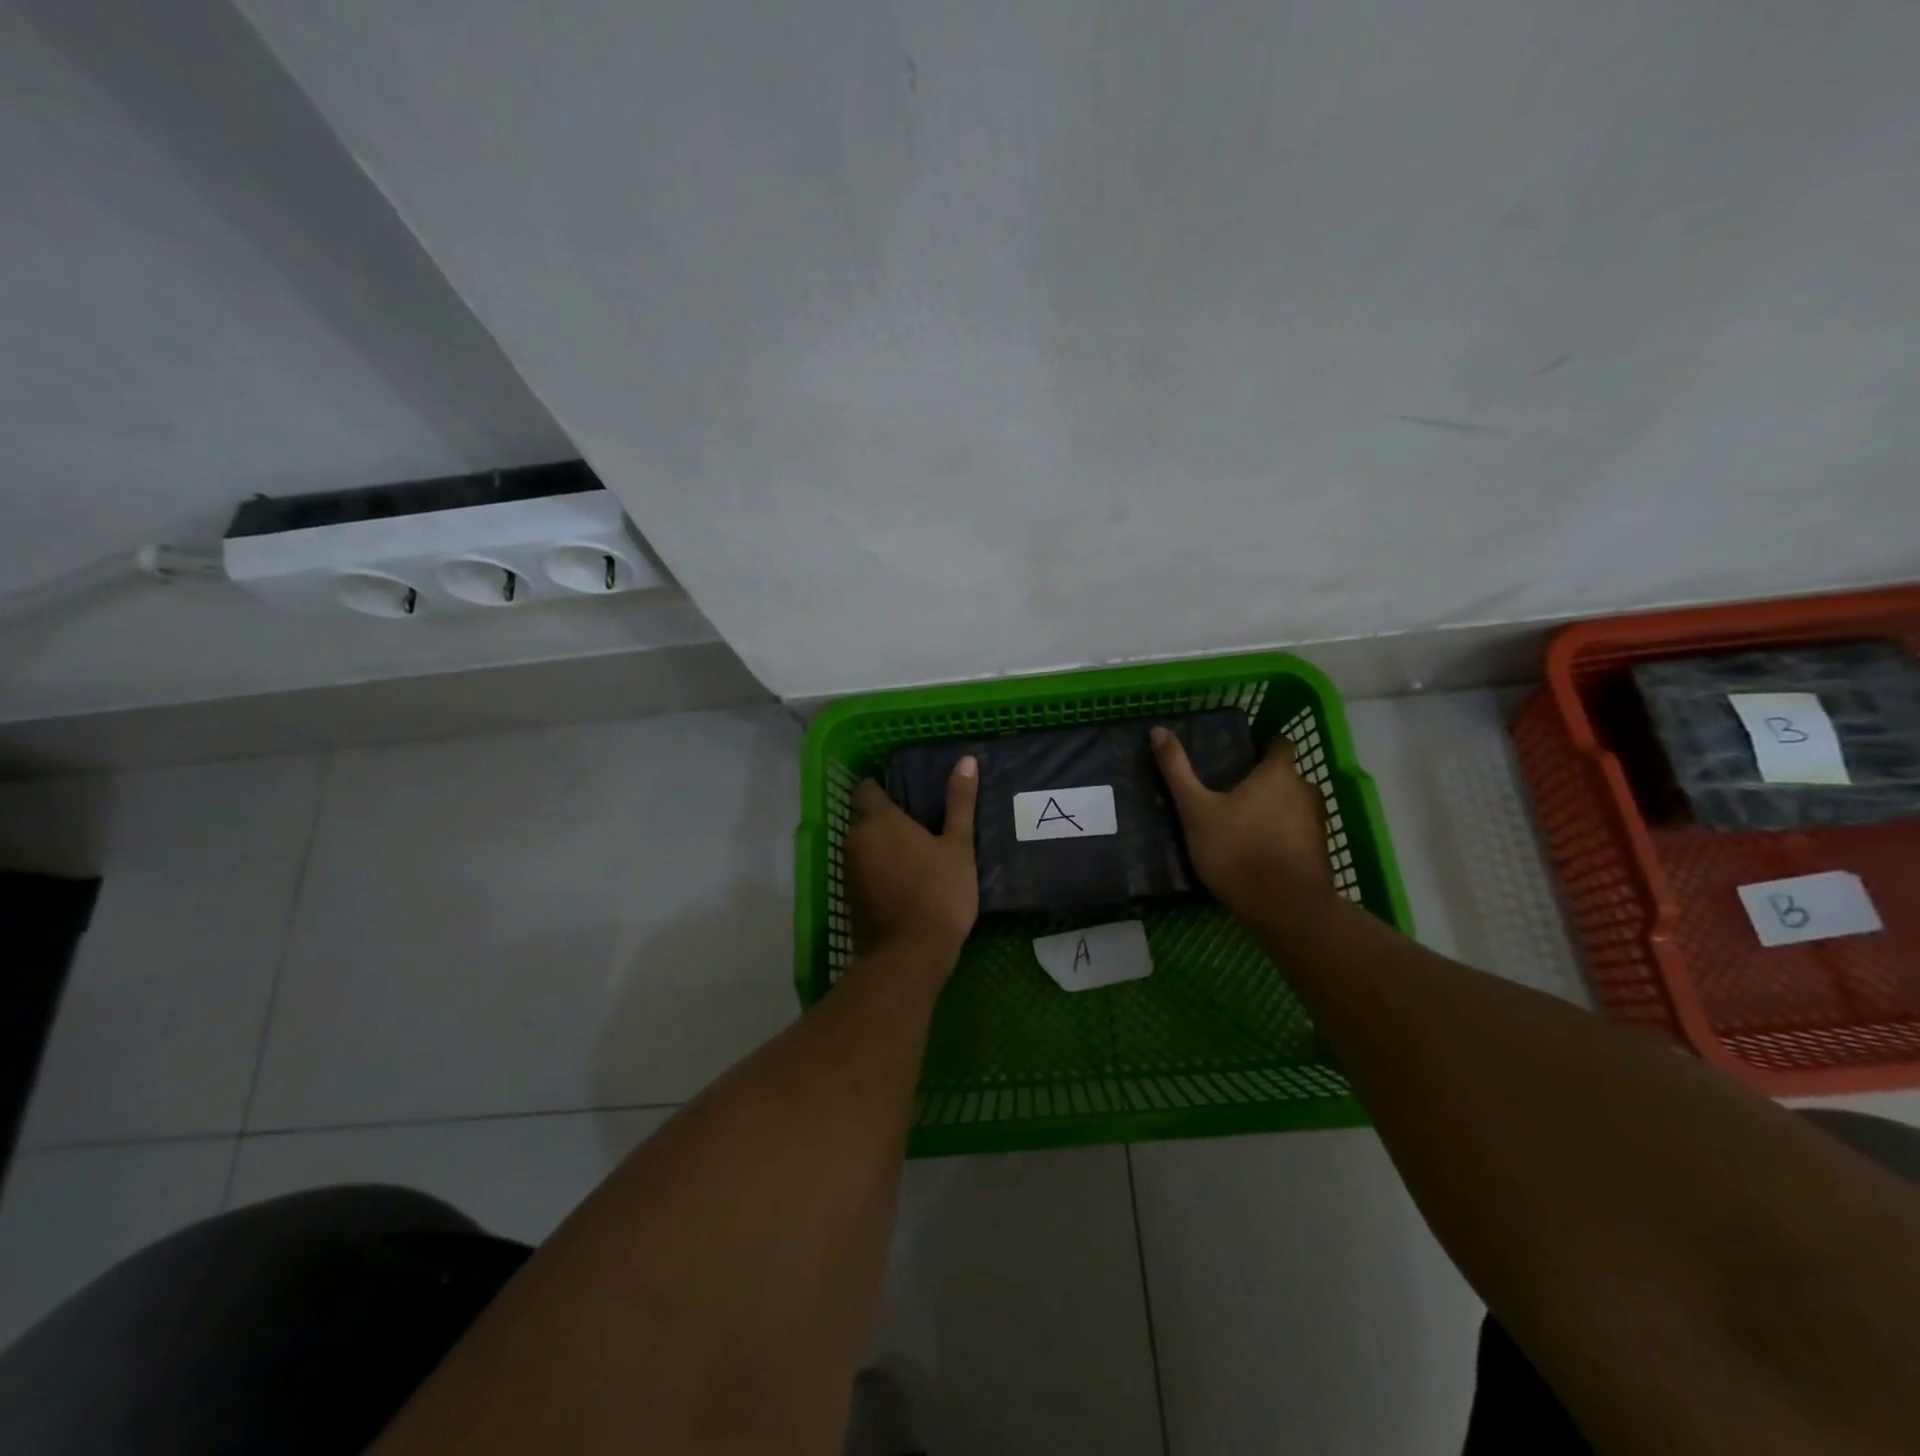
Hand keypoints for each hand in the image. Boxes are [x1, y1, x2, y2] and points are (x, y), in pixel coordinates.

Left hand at [845, 757, 979, 971]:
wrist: (909, 956)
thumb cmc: (938, 893)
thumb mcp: (958, 847)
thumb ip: (960, 802)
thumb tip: (967, 760)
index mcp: (879, 820)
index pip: (866, 788)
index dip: (881, 788)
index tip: (905, 795)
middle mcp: (856, 839)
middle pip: (863, 818)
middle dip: (884, 819)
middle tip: (918, 826)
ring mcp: (849, 870)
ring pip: (861, 846)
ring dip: (880, 846)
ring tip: (913, 854)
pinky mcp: (849, 897)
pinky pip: (861, 871)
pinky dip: (877, 871)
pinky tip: (903, 881)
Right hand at [1150, 727, 1334, 917]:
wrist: (1285, 907)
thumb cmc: (1236, 849)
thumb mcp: (1195, 810)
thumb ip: (1177, 770)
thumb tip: (1158, 730)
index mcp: (1278, 773)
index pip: (1279, 744)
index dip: (1262, 747)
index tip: (1239, 757)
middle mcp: (1305, 790)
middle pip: (1287, 776)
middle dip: (1265, 781)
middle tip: (1233, 793)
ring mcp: (1318, 823)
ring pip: (1295, 805)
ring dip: (1277, 809)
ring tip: (1245, 823)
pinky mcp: (1321, 852)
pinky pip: (1300, 832)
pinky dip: (1284, 835)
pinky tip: (1261, 850)